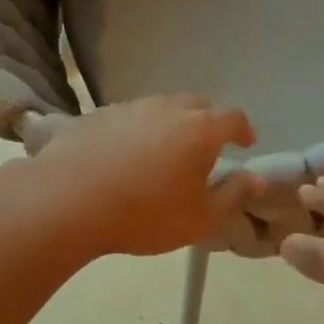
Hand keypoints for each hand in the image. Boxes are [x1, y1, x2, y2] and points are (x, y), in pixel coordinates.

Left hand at [26, 96, 263, 256]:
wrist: (68, 202)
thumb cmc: (146, 214)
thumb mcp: (201, 218)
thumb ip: (234, 196)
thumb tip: (255, 178)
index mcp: (200, 129)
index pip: (232, 117)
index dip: (243, 129)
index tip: (245, 143)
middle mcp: (167, 108)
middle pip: (197, 104)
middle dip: (208, 121)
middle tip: (207, 146)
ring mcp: (128, 108)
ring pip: (160, 108)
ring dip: (170, 124)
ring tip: (165, 151)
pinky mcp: (95, 116)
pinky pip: (127, 118)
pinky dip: (136, 131)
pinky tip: (125, 156)